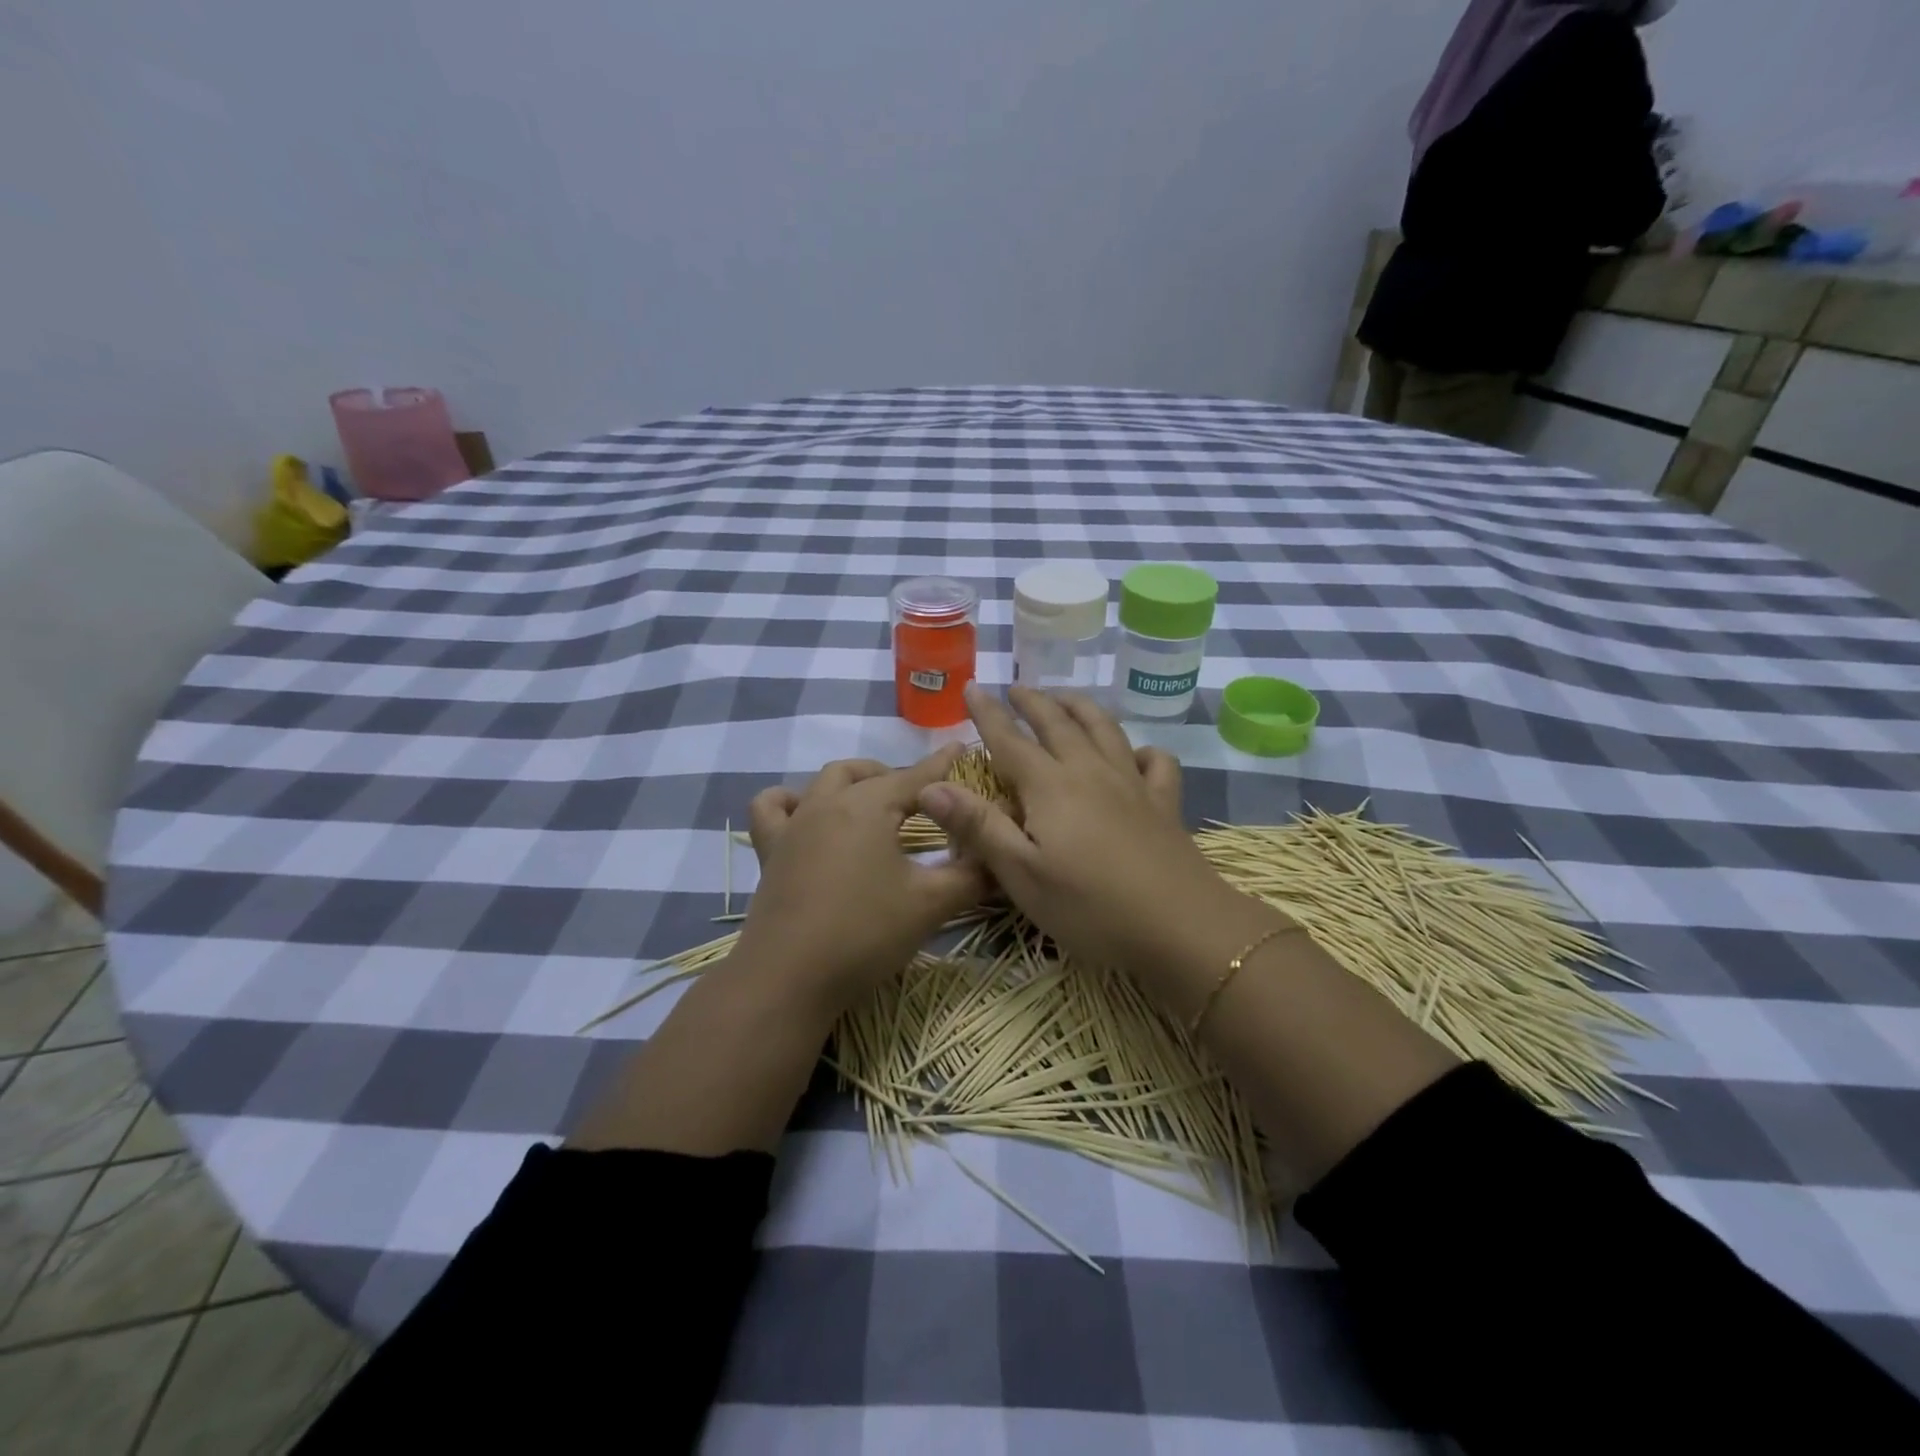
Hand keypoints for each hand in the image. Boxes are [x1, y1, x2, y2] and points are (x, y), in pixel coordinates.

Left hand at [735, 745, 989, 1012]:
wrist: (789, 977)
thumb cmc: (865, 933)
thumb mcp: (930, 904)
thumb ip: (972, 876)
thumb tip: (1001, 860)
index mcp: (869, 806)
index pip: (915, 777)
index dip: (942, 764)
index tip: (961, 748)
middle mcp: (828, 804)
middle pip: (868, 774)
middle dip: (898, 776)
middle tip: (922, 800)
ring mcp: (794, 826)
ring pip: (823, 782)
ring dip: (852, 781)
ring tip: (870, 801)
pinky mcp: (771, 852)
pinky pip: (772, 809)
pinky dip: (790, 802)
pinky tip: (806, 816)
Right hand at [916, 685, 1262, 989]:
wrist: (1180, 926)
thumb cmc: (1090, 907)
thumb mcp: (1022, 875)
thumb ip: (978, 827)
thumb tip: (931, 786)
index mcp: (1050, 787)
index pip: (1010, 740)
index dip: (988, 714)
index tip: (972, 687)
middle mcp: (1090, 772)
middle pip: (1058, 724)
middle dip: (1033, 702)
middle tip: (1016, 688)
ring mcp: (1132, 784)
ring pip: (1104, 730)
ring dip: (1080, 708)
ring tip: (1065, 699)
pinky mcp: (1164, 803)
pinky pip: (1156, 762)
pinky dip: (1142, 749)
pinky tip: (1134, 754)